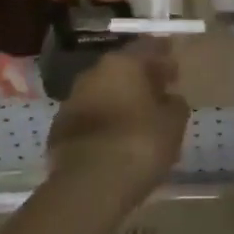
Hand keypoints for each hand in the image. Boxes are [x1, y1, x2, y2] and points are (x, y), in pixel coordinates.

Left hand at [46, 41, 189, 213]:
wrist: (89, 185)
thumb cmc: (140, 144)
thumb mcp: (173, 123)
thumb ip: (174, 104)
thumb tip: (169, 99)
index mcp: (123, 63)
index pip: (147, 48)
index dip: (163, 57)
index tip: (174, 71)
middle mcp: (93, 73)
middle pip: (121, 69)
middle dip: (139, 80)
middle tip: (157, 95)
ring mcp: (71, 100)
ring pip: (101, 93)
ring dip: (118, 101)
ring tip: (136, 121)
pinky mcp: (58, 129)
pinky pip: (88, 118)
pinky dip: (101, 124)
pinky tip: (113, 141)